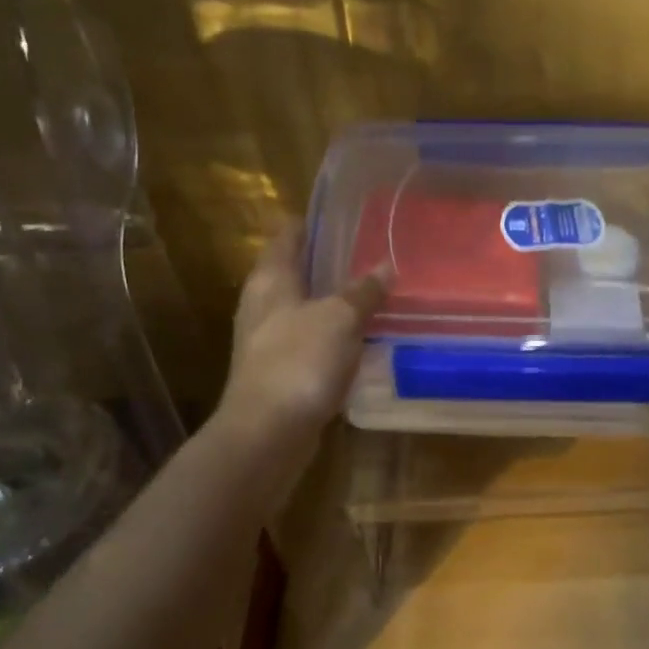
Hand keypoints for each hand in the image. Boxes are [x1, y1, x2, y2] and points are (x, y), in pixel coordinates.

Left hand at [217, 223, 388, 444]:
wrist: (268, 432)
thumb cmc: (300, 361)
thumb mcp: (340, 318)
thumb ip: (363, 291)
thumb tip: (386, 266)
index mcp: (270, 279)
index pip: (287, 236)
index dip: (311, 223)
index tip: (343, 216)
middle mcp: (262, 304)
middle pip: (294, 272)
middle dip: (327, 264)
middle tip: (368, 255)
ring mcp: (266, 341)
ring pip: (303, 309)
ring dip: (331, 303)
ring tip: (370, 296)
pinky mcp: (278, 372)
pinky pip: (308, 343)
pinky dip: (330, 337)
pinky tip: (357, 341)